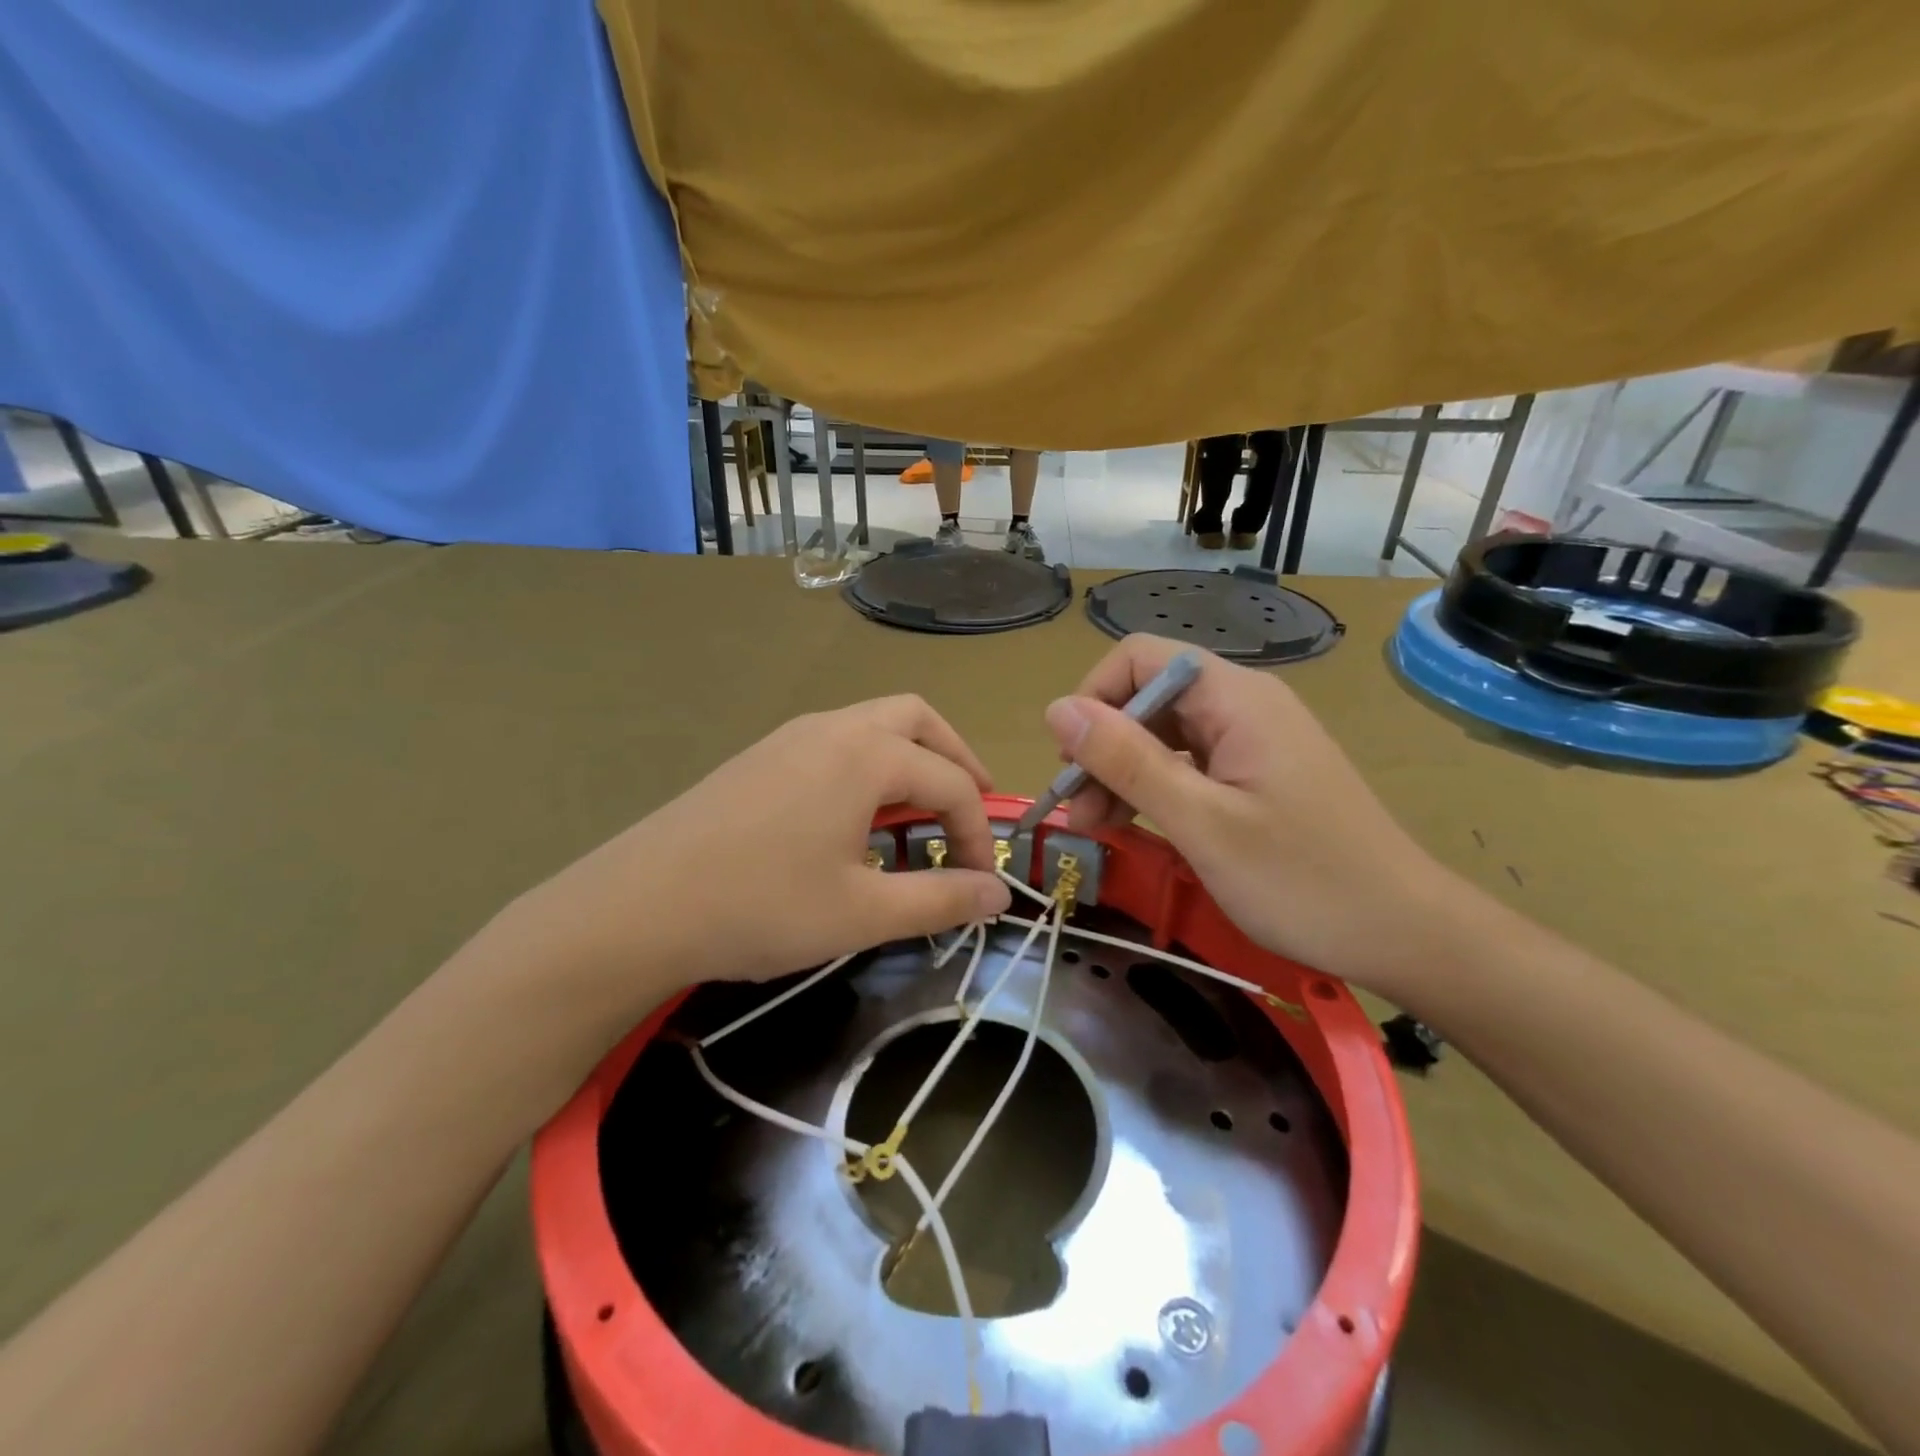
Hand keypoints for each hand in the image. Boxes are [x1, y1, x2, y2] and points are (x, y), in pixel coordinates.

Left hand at [496, 696, 1012, 1017]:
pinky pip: (837, 740)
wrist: (638, 907)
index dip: (976, 832)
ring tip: (919, 811)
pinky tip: (856, 815)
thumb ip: (941, 900)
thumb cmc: (761, 907)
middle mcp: (833, 727)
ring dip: (911, 757)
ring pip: (874, 723)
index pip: (951, 782)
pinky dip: (870, 763)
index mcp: (867, 754)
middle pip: (917, 720)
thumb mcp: (863, 913)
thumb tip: (1000, 893)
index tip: (978, 881)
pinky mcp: (761, 755)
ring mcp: (791, 735)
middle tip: (970, 807)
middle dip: (955, 759)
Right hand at [1044, 635, 1454, 998]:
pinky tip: (1136, 827)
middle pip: (1149, 698)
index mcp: (1235, 699)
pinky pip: (1189, 765)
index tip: (1071, 761)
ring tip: (1097, 827)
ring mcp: (1253, 741)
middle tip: (1078, 812)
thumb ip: (1128, 761)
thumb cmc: (1304, 880)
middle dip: (1103, 747)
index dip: (1095, 698)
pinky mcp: (1258, 775)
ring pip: (1164, 735)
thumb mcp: (1202, 823)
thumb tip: (1057, 710)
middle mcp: (1243, 705)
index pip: (1141, 658)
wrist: (1406, 933)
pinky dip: (1155, 790)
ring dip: (1123, 773)